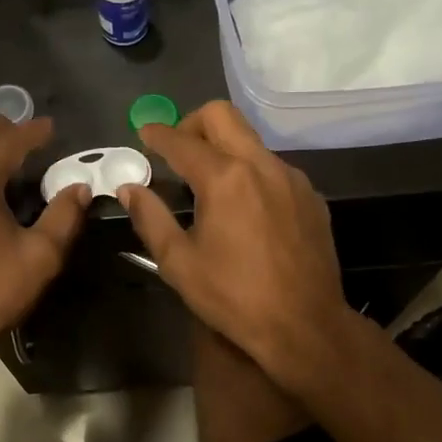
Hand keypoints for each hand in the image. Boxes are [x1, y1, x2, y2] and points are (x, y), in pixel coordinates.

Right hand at [116, 101, 352, 387]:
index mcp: (224, 178)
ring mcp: (291, 178)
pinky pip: (274, 168)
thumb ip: (150, 218)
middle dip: (192, 123)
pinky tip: (246, 208)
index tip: (144, 132)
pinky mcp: (311, 196)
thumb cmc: (234, 297)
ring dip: (224, 148)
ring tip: (209, 184)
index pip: (181, 141)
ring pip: (251, 140)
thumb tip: (129, 188)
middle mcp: (260, 165)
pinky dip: (251, 173)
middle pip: (222, 115)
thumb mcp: (179, 263)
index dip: (157, 134)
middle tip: (177, 150)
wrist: (306, 327)